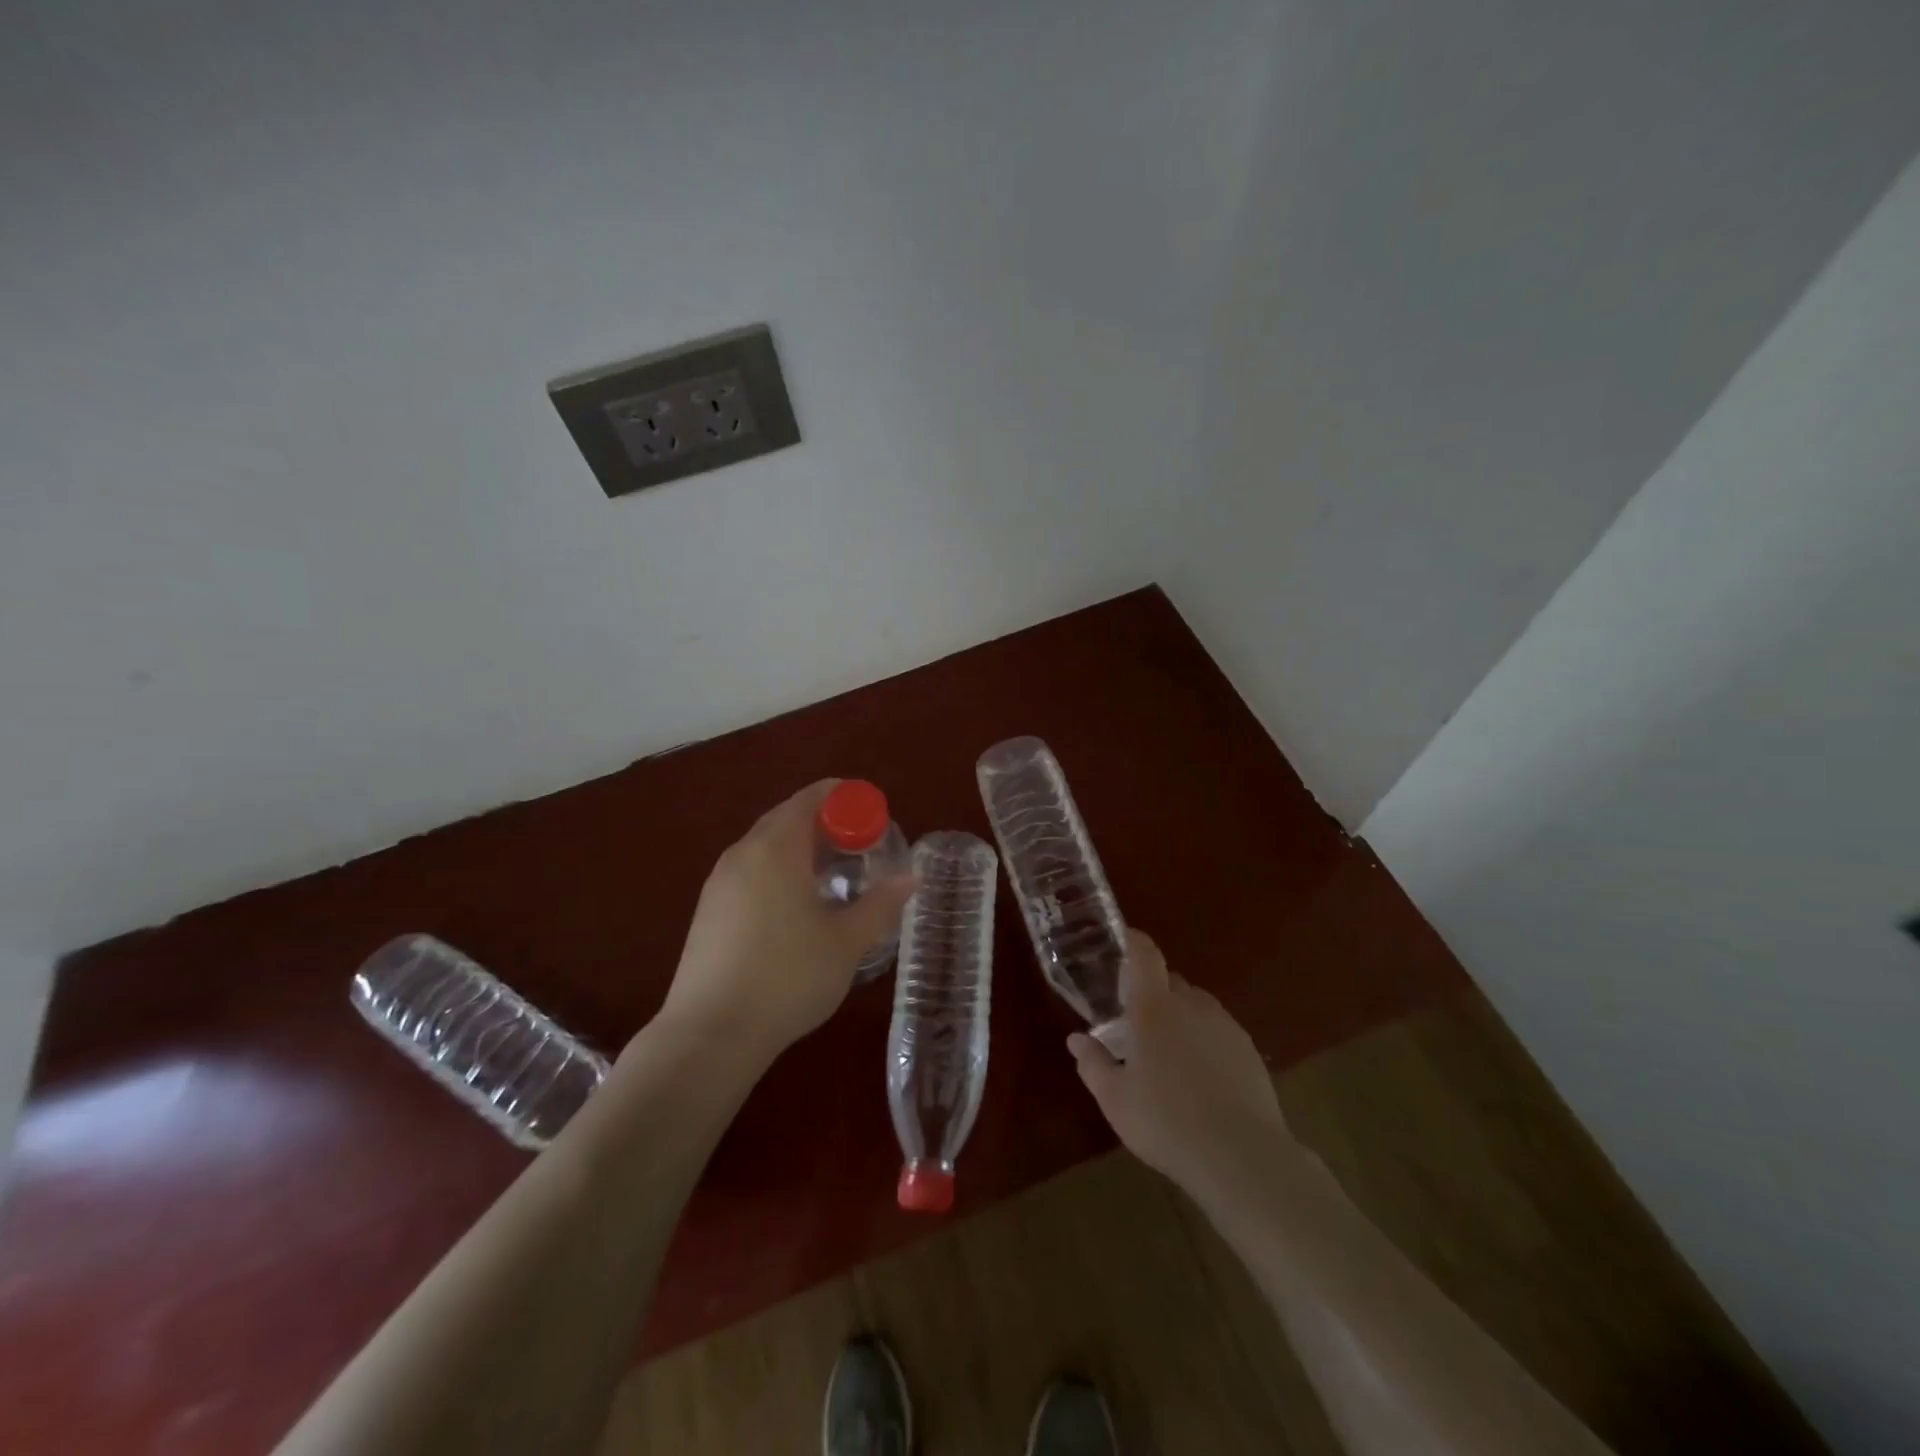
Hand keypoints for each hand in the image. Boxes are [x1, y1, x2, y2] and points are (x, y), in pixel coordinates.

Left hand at [657, 780, 913, 1063]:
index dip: (844, 798)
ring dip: (800, 848)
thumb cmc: (788, 978)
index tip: (873, 816)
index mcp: (776, 848)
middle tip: (859, 847)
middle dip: (825, 823)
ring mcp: (719, 882)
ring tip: (832, 877)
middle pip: (787, 817)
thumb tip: (910, 877)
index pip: (811, 798)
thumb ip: (881, 904)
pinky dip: (778, 871)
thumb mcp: (846, 942)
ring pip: (765, 846)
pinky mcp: (708, 910)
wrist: (710, 1034)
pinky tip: (795, 907)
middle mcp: (742, 853)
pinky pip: (750, 871)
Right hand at [1069, 929, 1291, 1199]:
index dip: (1133, 941)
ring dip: (1180, 1018)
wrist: (1241, 1157)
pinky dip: (1205, 1041)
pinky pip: (1219, 1032)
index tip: (1122, 940)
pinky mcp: (1248, 1051)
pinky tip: (1201, 1078)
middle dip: (1152, 992)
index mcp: (1154, 1007)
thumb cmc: (1165, 1121)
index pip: (1144, 955)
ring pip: (1196, 1007)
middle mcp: (1191, 1004)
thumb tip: (1076, 1039)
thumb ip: (1092, 1063)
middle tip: (1136, 1022)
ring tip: (1169, 1055)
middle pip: (1170, 982)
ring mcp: (1225, 1026)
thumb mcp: (1115, 1099)